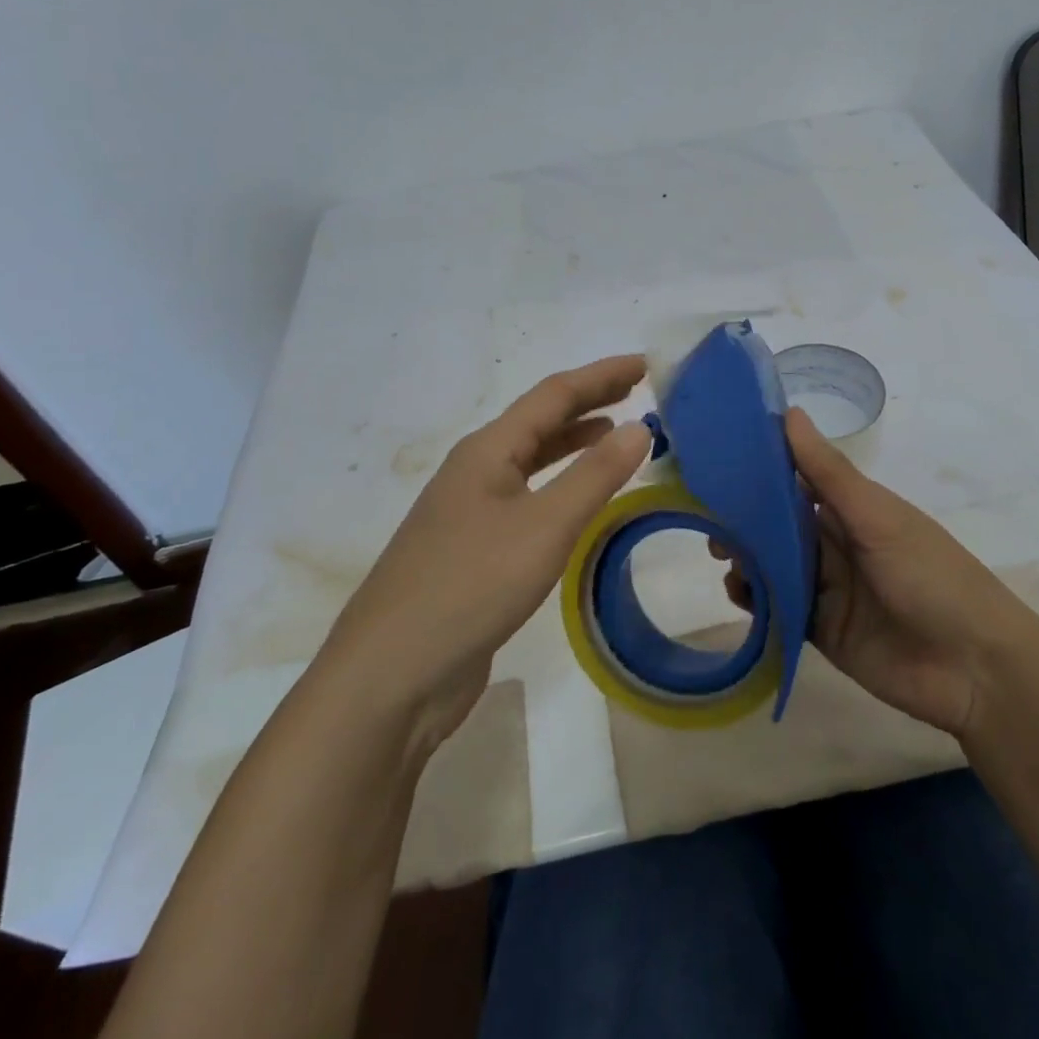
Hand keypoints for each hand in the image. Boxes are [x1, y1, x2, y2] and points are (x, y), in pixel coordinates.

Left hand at [326, 355, 652, 754]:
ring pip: (533, 461)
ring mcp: (471, 512)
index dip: (602, 375)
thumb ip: (595, 475)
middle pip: (541, 421)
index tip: (647, 363)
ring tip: (617, 434)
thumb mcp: (544, 526)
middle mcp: (477, 471)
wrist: (392, 675)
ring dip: (575, 442)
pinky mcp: (474, 551)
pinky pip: (528, 499)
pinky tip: (581, 501)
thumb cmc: (470, 586)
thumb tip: (640, 426)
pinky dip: (562, 485)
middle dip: (590, 401)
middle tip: (639, 392)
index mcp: (488, 450)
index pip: (554, 394)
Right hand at [727, 409, 1019, 737]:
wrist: (974, 670)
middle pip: (779, 525)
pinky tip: (739, 594)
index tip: (717, 464)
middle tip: (709, 522)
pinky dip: (756, 600)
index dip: (759, 471)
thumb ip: (828, 473)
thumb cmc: (931, 576)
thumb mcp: (878, 518)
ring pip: (775, 565)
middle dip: (744, 522)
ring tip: (723, 559)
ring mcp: (829, 588)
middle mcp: (837, 544)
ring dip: (747, 559)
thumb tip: (788, 412)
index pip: (797, 480)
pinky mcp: (821, 630)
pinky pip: (779, 608)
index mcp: (853, 510)